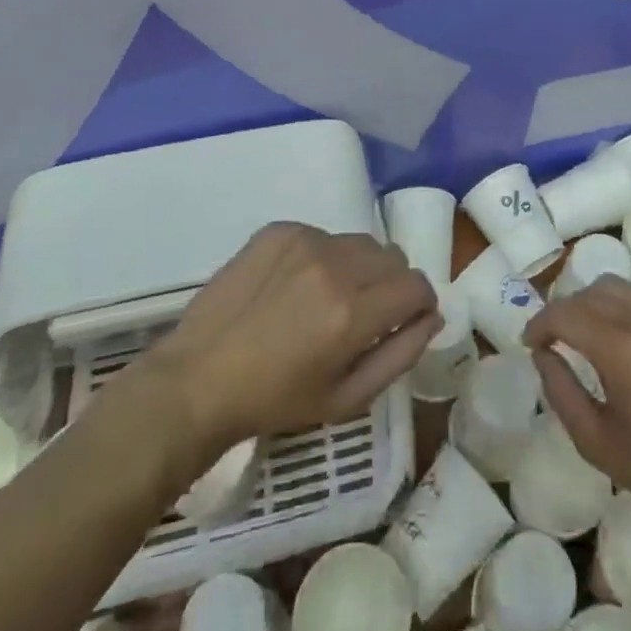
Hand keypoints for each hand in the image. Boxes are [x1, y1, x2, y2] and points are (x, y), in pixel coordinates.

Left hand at [139, 222, 439, 457]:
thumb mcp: (347, 399)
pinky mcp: (280, 229)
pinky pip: (323, 235)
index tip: (405, 318)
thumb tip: (432, 317)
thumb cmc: (275, 400)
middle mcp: (334, 266)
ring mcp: (305, 241)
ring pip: (359, 243)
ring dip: (358, 267)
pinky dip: (322, 256)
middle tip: (363, 314)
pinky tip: (295, 286)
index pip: (416, 284)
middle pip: (392, 257)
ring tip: (327, 299)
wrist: (199, 377)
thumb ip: (399, 355)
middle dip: (390, 285)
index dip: (419, 303)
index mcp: (352, 313)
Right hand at [522, 277, 630, 550]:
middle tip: (557, 341)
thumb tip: (543, 355)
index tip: (530, 343)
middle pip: (590, 292)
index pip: (564, 312)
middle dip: (566, 311)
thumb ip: (561, 392)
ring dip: (596, 304)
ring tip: (591, 335)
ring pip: (621, 287)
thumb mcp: (600, 445)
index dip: (539, 323)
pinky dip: (629, 308)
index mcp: (619, 347)